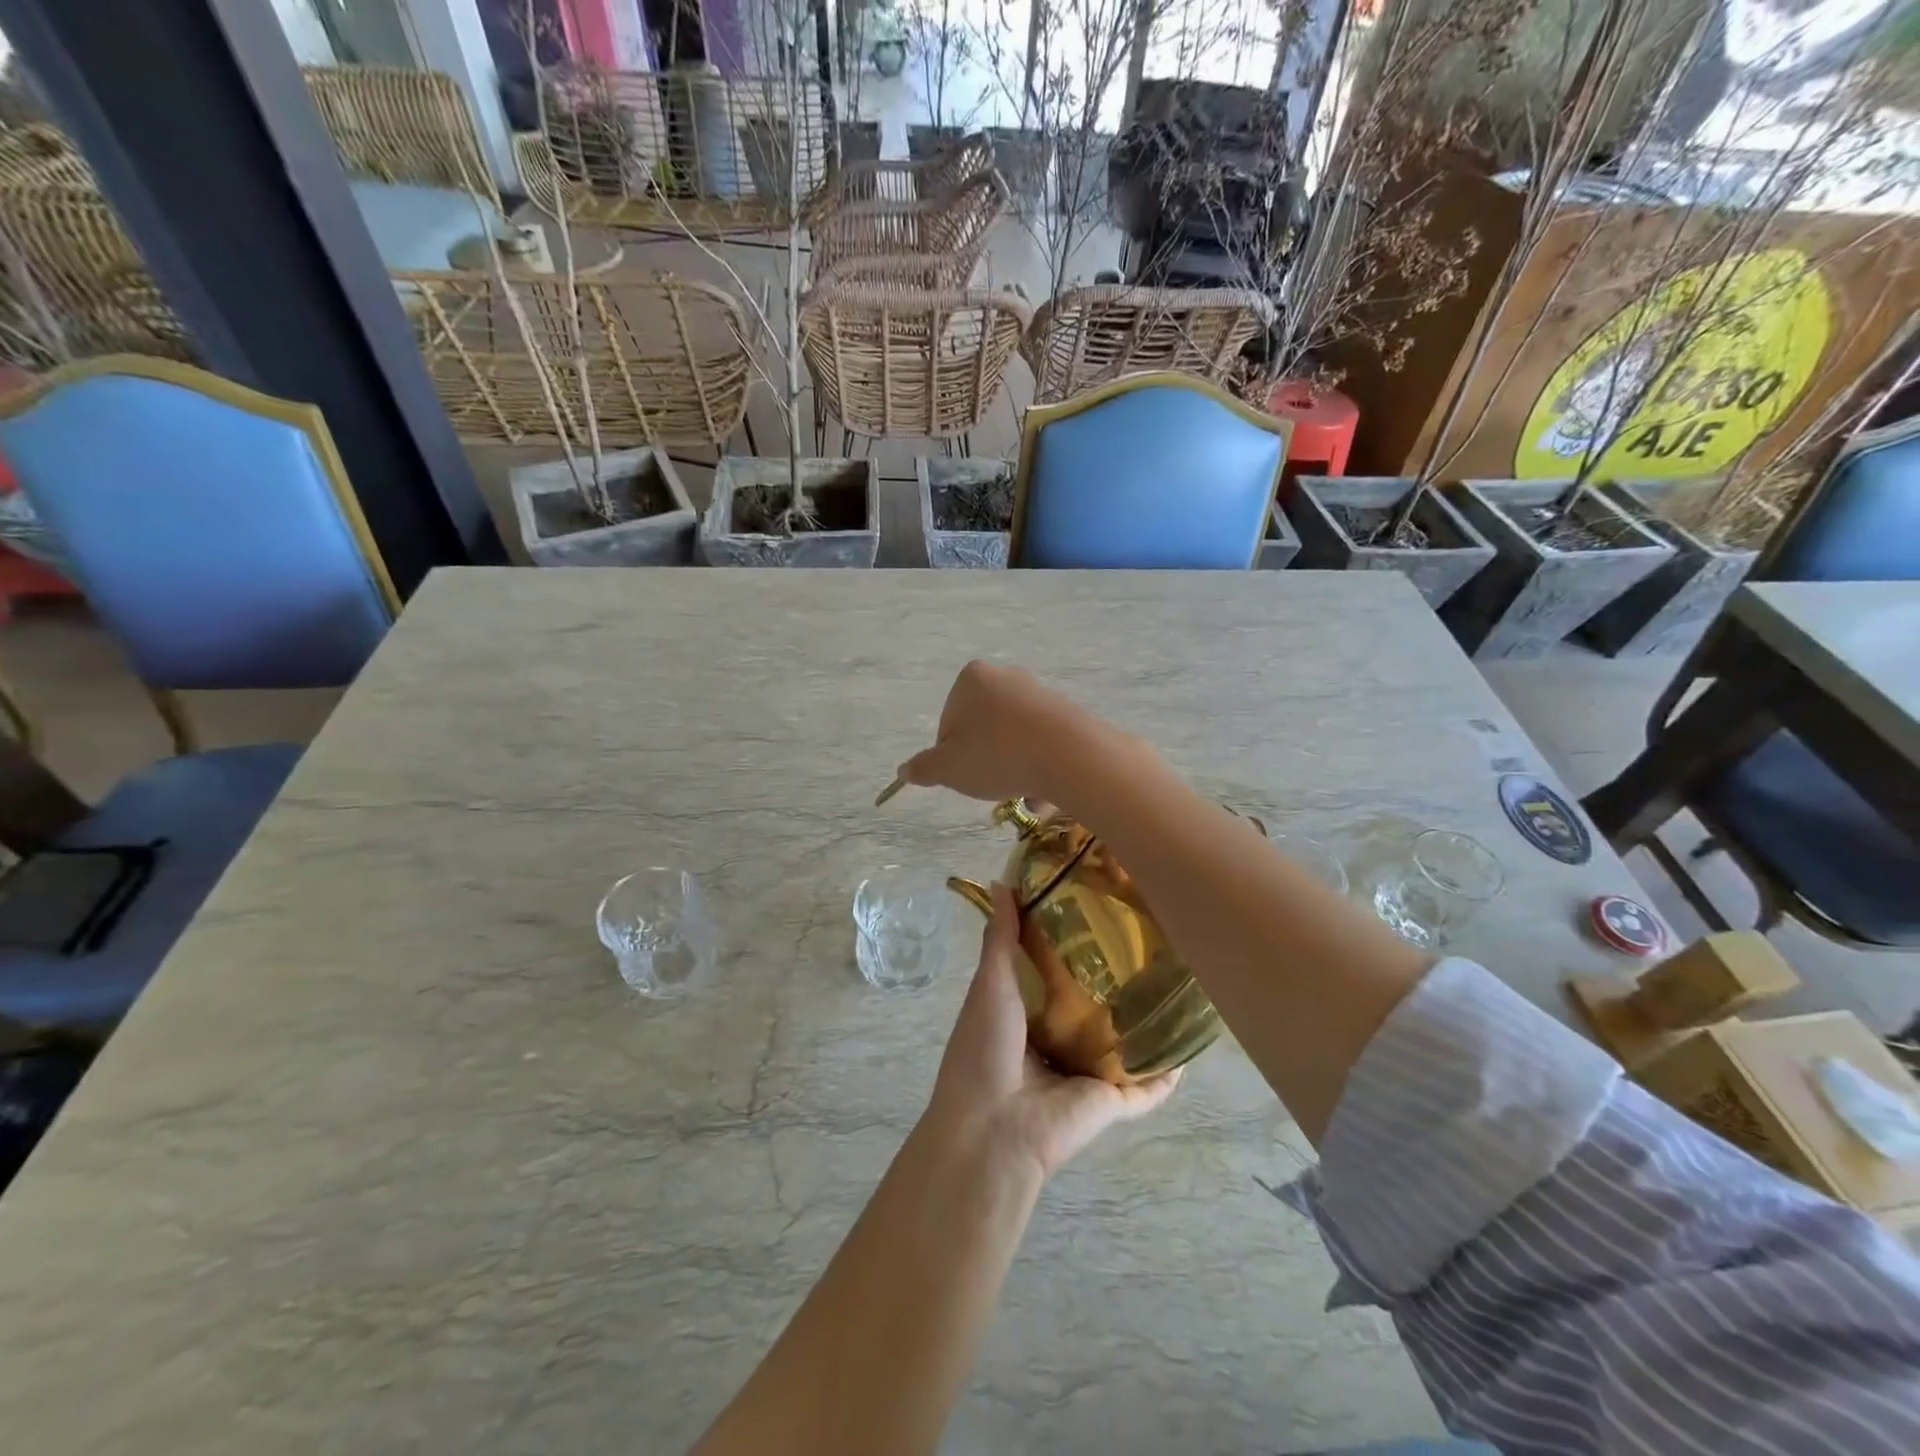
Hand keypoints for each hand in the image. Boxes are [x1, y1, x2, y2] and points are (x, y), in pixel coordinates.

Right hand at [896, 661, 1095, 805]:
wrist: (1071, 756)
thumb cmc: (997, 755)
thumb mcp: (948, 769)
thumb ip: (923, 768)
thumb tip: (904, 771)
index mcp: (972, 679)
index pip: (948, 723)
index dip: (951, 755)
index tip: (964, 774)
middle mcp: (1006, 676)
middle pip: (982, 728)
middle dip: (985, 760)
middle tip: (992, 785)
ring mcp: (1039, 692)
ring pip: (1013, 738)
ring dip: (1012, 767)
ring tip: (1021, 794)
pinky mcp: (1066, 711)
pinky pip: (1041, 742)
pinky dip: (1037, 764)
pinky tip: (1043, 790)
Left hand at [923, 883, 1179, 1179]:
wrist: (994, 1129)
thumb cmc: (985, 1048)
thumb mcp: (990, 983)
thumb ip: (1000, 938)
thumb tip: (1002, 883)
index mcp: (1026, 1015)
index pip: (1056, 974)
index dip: (1074, 943)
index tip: (1099, 908)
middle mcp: (1058, 1042)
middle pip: (1094, 1007)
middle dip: (1116, 980)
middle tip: (1149, 940)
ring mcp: (1087, 1074)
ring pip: (1124, 1044)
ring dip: (1146, 1023)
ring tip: (1178, 982)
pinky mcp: (1112, 1102)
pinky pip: (1149, 1087)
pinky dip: (1168, 1073)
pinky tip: (1191, 1045)